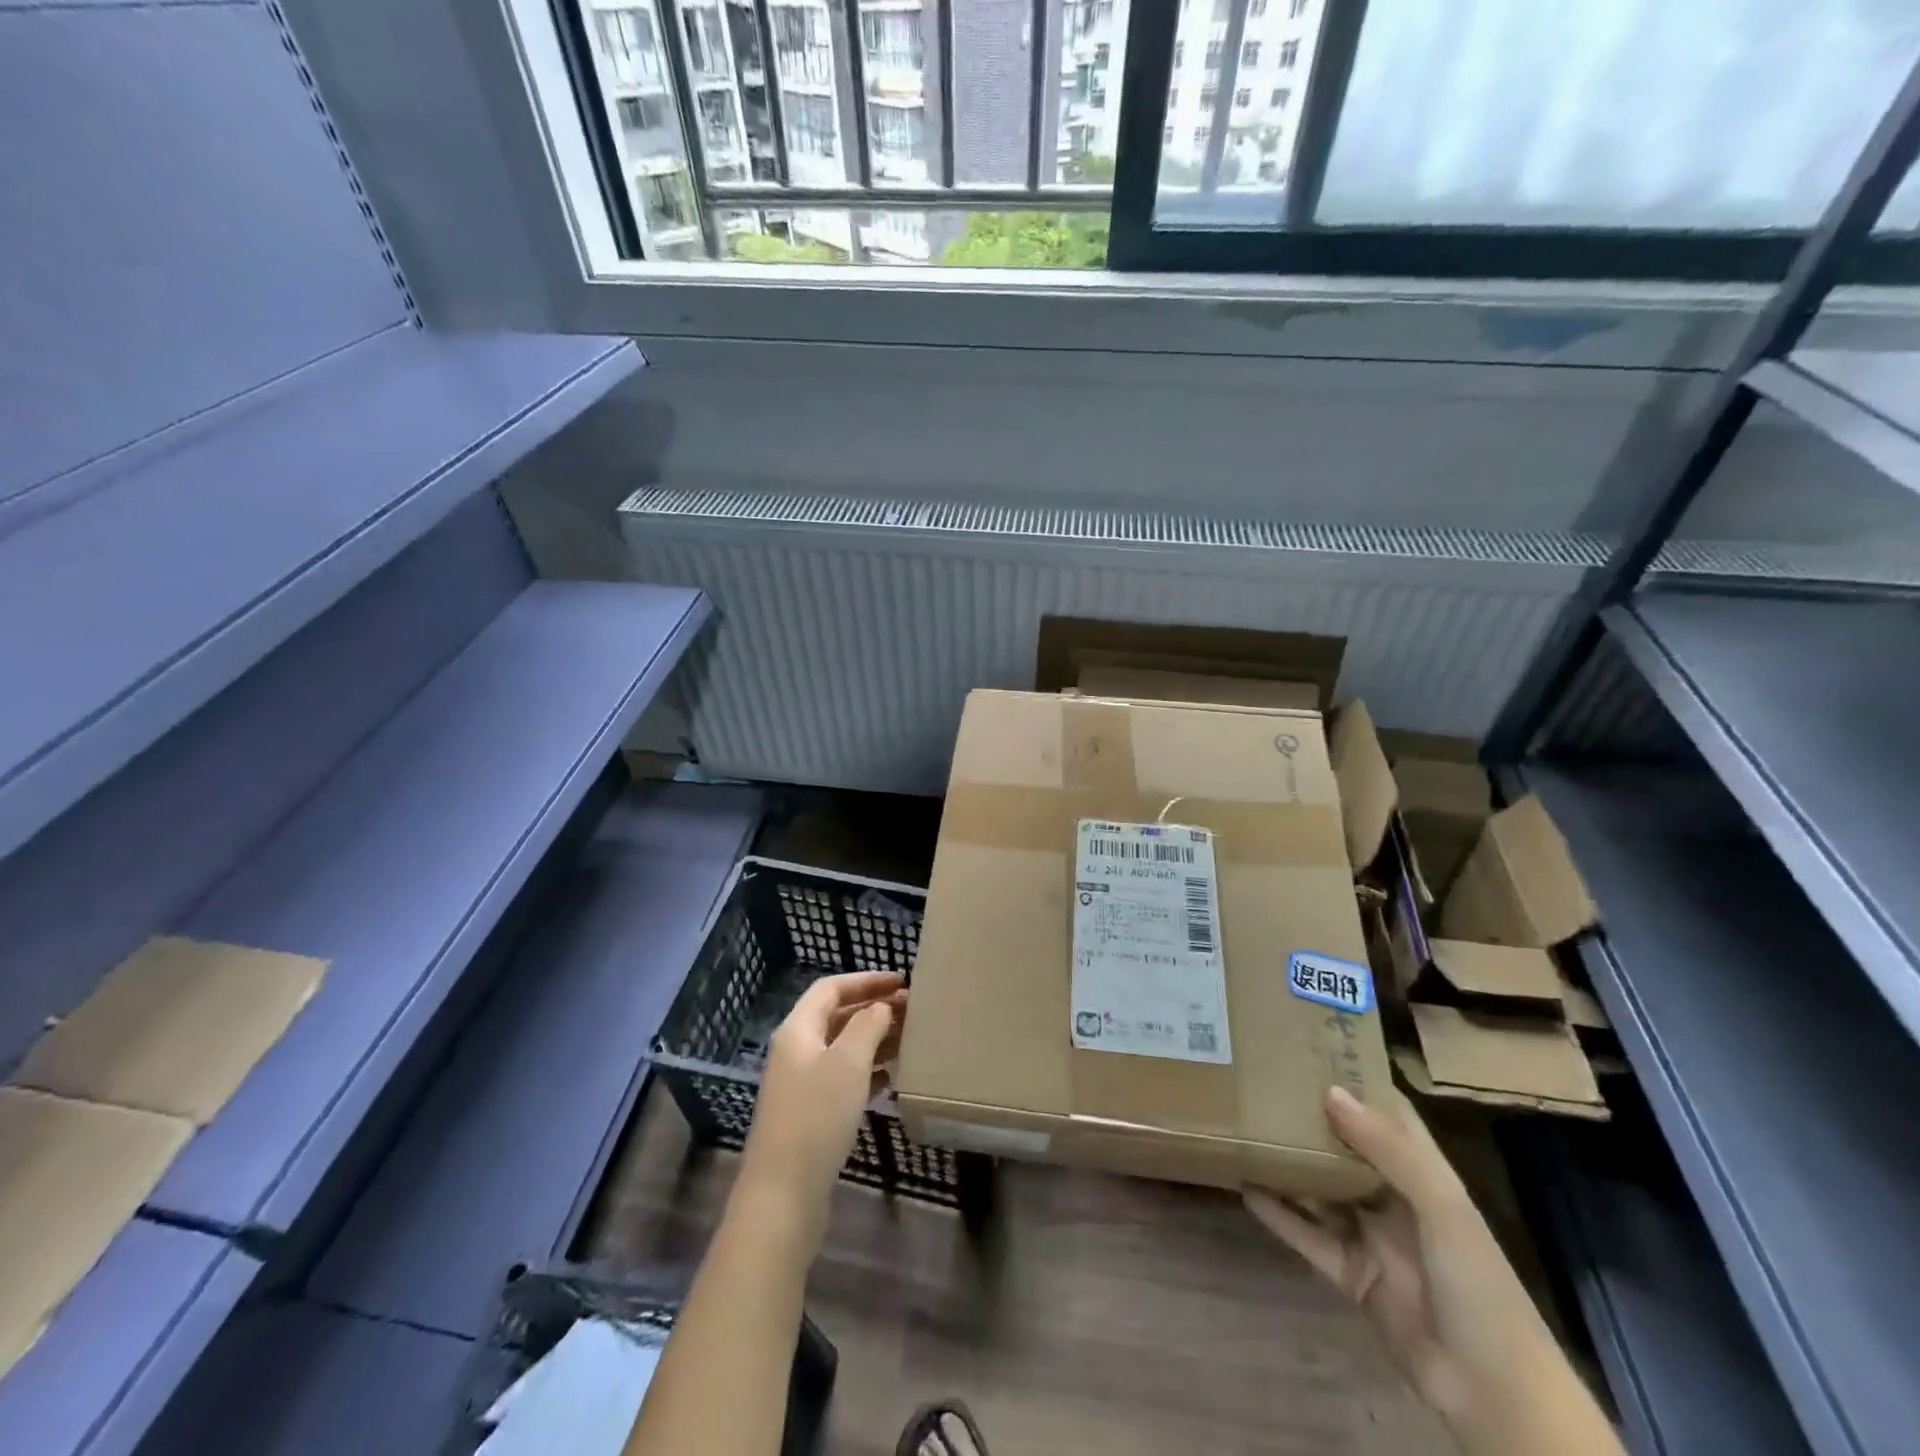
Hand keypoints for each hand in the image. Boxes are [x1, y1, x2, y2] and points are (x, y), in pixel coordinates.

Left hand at [735, 970, 904, 1236]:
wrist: (783, 1194)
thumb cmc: (816, 1117)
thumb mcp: (848, 1063)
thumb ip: (867, 1026)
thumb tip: (881, 1006)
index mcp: (798, 1030)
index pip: (831, 988)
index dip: (866, 980)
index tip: (902, 981)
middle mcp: (796, 1050)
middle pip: (837, 1016)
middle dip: (874, 1008)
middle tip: (913, 1010)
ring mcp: (801, 1083)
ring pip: (842, 1047)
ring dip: (874, 1039)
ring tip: (910, 1040)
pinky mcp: (810, 1113)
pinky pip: (843, 1077)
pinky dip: (868, 1070)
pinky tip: (893, 1077)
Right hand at [1246, 1087, 1591, 1453]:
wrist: (1493, 1395)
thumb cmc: (1478, 1286)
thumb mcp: (1442, 1210)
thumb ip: (1388, 1150)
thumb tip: (1330, 1091)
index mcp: (1424, 1175)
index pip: (1389, 1115)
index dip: (1356, 1080)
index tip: (1311, 1049)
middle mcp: (1393, 1197)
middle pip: (1345, 1147)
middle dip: (1309, 1118)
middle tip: (1261, 1081)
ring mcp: (1369, 1235)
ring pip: (1319, 1188)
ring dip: (1287, 1163)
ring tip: (1244, 1127)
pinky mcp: (1349, 1272)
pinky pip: (1306, 1234)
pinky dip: (1278, 1213)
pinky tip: (1245, 1186)